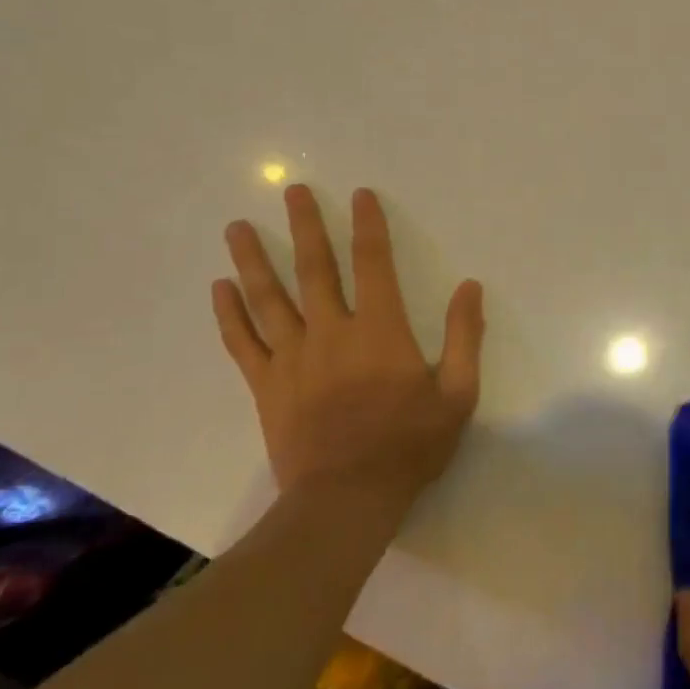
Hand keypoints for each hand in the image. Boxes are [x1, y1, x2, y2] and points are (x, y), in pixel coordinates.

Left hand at [212, 184, 483, 504]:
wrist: (347, 499)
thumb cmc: (408, 445)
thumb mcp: (457, 394)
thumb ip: (464, 337)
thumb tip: (470, 287)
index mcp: (380, 331)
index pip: (373, 263)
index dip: (368, 225)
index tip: (359, 195)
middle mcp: (332, 332)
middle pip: (315, 268)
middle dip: (304, 225)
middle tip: (291, 189)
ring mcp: (293, 358)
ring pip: (268, 298)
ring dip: (253, 258)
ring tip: (236, 226)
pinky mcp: (266, 385)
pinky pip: (242, 342)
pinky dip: (229, 313)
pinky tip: (219, 287)